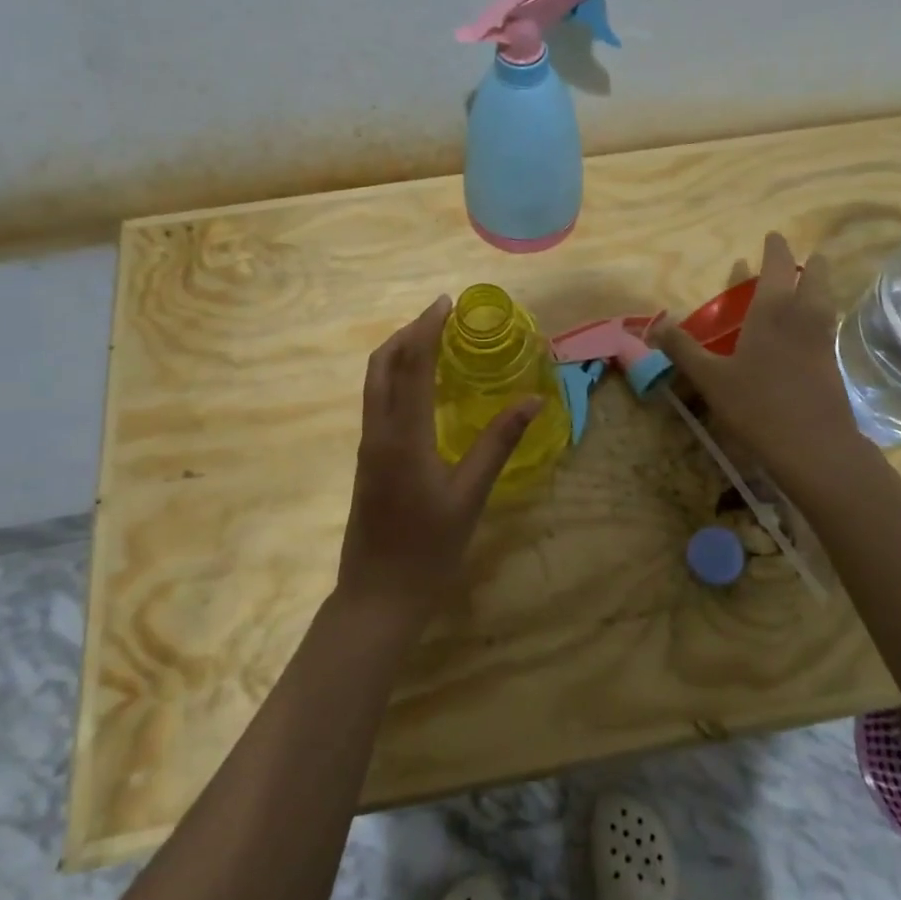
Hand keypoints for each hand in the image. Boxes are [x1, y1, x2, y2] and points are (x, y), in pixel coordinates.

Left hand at [333, 296, 540, 635]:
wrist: (377, 597)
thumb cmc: (428, 550)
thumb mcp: (470, 496)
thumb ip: (498, 443)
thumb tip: (532, 399)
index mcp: (402, 436)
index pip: (412, 365)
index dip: (427, 328)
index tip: (447, 302)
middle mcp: (378, 432)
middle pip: (382, 364)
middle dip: (408, 332)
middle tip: (440, 315)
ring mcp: (368, 446)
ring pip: (375, 382)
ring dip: (399, 352)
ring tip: (432, 340)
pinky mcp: (368, 460)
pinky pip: (379, 401)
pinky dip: (397, 378)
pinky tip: (422, 386)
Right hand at [648, 233, 862, 482]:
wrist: (814, 446)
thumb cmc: (758, 405)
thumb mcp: (710, 378)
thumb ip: (683, 349)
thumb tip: (656, 324)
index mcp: (772, 311)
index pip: (778, 266)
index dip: (776, 248)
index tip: (772, 236)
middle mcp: (803, 316)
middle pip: (816, 276)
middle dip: (808, 263)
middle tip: (795, 262)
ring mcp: (823, 339)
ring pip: (825, 299)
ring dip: (816, 286)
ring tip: (801, 288)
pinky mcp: (832, 362)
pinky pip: (826, 323)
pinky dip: (817, 314)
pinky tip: (803, 331)